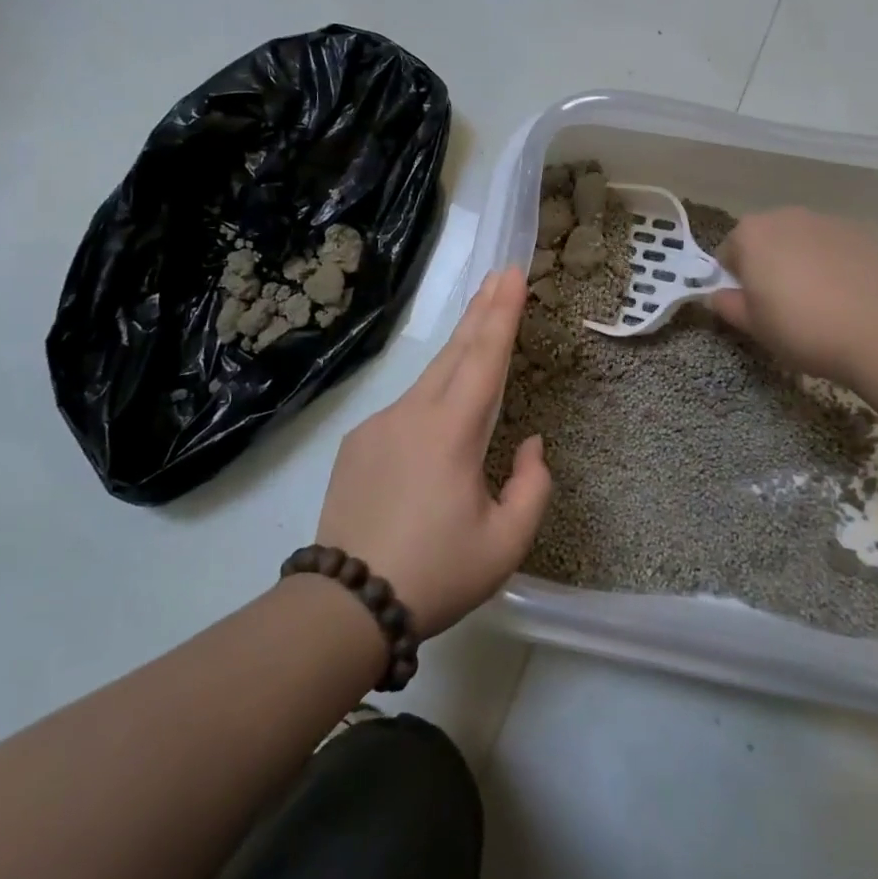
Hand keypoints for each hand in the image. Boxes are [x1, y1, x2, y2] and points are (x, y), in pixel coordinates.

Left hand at [315, 269, 550, 637]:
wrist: (345, 605)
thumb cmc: (437, 573)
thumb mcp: (505, 544)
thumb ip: (532, 486)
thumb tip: (530, 442)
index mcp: (453, 432)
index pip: (485, 357)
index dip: (502, 313)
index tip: (511, 273)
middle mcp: (414, 413)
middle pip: (455, 351)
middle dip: (481, 310)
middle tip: (498, 275)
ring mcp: (380, 424)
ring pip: (429, 378)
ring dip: (458, 352)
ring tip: (479, 330)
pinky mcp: (357, 442)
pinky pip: (405, 410)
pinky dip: (430, 399)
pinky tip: (437, 424)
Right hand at [709, 209, 877, 380]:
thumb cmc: (801, 329)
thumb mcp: (753, 326)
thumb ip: (727, 305)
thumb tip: (717, 296)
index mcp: (751, 234)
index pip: (729, 253)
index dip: (737, 281)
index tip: (752, 305)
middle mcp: (786, 216)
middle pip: (766, 239)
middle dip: (769, 264)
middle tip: (784, 302)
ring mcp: (827, 221)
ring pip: (802, 240)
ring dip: (802, 260)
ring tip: (820, 299)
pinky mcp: (862, 232)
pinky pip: (835, 245)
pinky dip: (834, 262)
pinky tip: (847, 293)